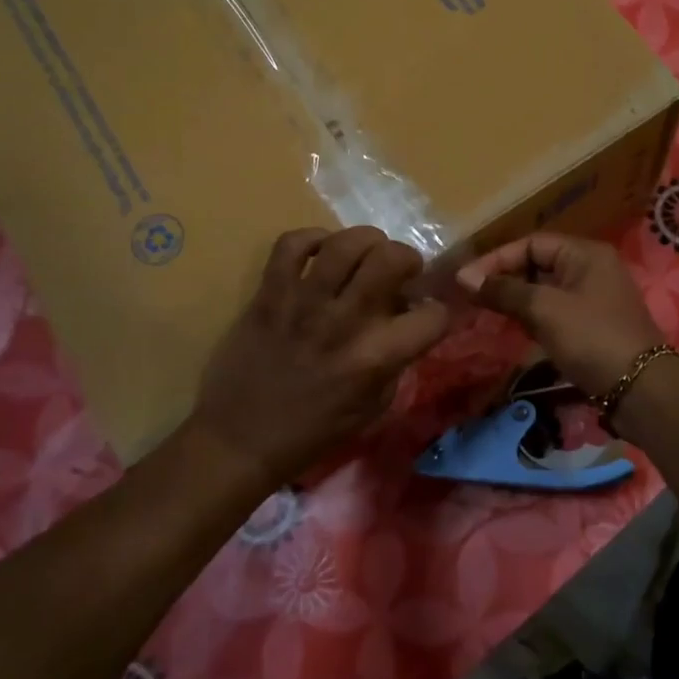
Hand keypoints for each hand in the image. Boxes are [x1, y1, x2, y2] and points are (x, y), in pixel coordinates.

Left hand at [188, 227, 449, 487]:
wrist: (240, 440)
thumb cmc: (312, 432)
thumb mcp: (373, 408)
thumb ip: (396, 361)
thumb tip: (404, 320)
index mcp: (375, 358)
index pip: (432, 316)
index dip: (439, 312)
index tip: (427, 315)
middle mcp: (344, 322)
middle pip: (390, 258)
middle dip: (407, 257)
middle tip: (400, 271)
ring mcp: (302, 303)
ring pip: (344, 243)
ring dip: (366, 240)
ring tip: (366, 254)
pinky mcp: (268, 295)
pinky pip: (290, 244)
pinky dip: (312, 238)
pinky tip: (321, 253)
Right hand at [456, 233, 665, 396]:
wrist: (640, 390)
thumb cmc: (591, 338)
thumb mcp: (545, 309)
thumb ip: (505, 290)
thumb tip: (465, 278)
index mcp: (585, 254)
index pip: (531, 244)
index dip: (496, 259)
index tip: (465, 280)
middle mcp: (591, 269)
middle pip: (538, 265)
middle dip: (504, 279)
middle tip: (472, 298)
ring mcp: (593, 299)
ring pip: (544, 291)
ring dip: (516, 300)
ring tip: (485, 313)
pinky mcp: (592, 327)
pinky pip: (554, 312)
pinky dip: (532, 318)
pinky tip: (512, 329)